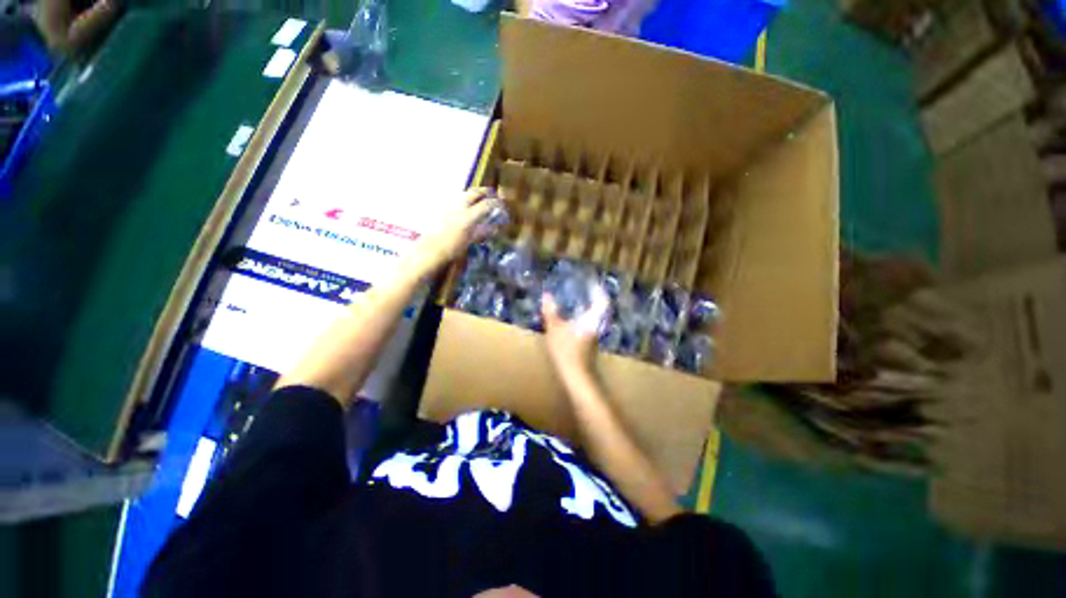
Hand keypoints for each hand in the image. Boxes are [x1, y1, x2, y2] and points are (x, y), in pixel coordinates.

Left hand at [406, 188, 492, 278]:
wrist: (430, 250)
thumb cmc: (452, 249)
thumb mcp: (470, 240)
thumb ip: (481, 232)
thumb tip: (493, 228)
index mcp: (468, 217)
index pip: (486, 205)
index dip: (496, 204)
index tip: (502, 205)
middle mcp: (459, 207)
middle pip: (475, 193)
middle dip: (485, 192)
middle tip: (492, 195)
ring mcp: (449, 205)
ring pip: (464, 194)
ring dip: (474, 195)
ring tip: (479, 200)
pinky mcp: (441, 208)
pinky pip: (456, 200)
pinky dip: (464, 201)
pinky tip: (465, 208)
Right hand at [541, 294, 600, 381]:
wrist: (576, 377)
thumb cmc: (567, 350)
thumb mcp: (555, 329)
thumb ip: (551, 311)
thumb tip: (546, 295)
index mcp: (593, 319)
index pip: (602, 299)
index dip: (598, 289)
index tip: (591, 281)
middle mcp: (597, 325)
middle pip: (600, 307)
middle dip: (593, 297)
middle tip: (583, 289)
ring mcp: (594, 335)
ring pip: (595, 316)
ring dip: (588, 307)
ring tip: (576, 300)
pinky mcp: (590, 343)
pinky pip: (589, 324)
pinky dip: (583, 317)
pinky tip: (572, 318)